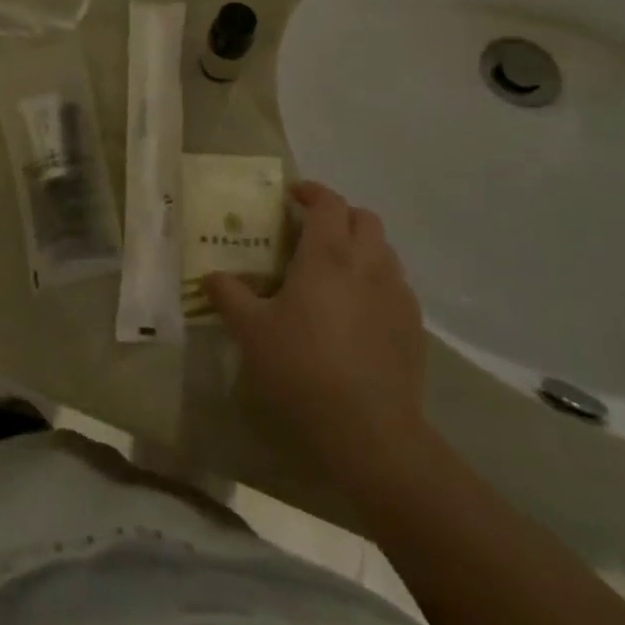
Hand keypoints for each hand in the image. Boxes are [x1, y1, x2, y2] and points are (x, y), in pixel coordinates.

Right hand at [206, 181, 427, 482]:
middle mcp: (368, 263)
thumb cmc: (302, 369)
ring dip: (361, 246)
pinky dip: (376, 280)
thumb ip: (228, 295)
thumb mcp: (251, 331)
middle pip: (363, 218)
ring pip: (384, 250)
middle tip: (312, 232)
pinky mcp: (413, 326)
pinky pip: (396, 285)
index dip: (311, 191)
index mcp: (328, 254)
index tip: (291, 197)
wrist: (370, 432)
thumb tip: (210, 276)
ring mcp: (397, 294)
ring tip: (335, 271)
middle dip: (339, 215)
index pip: (328, 202)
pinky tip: (357, 311)